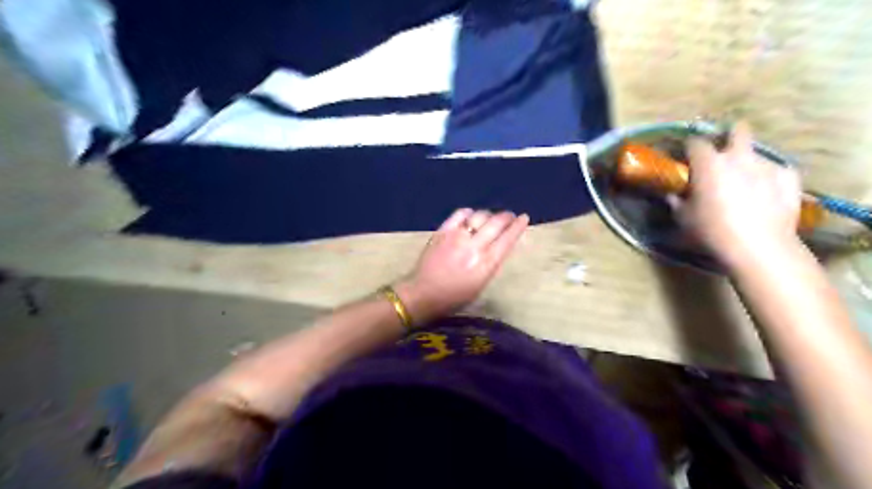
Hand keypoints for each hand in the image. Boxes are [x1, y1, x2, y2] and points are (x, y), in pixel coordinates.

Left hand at [393, 209, 523, 322]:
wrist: (423, 293)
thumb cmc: (455, 297)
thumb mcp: (481, 285)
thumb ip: (492, 263)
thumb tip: (500, 245)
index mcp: (486, 264)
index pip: (507, 239)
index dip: (518, 226)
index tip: (524, 218)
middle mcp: (474, 247)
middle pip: (496, 223)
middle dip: (507, 217)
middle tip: (510, 216)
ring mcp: (457, 236)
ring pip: (480, 216)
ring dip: (489, 215)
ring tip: (491, 218)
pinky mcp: (443, 231)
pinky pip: (460, 214)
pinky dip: (469, 213)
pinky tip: (471, 216)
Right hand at [674, 120, 802, 266]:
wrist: (758, 246)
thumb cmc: (711, 230)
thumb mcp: (683, 217)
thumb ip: (676, 200)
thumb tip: (672, 194)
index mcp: (709, 164)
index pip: (695, 142)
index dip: (689, 148)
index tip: (686, 157)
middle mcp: (738, 157)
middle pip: (737, 130)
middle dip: (730, 135)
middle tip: (723, 151)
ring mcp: (767, 165)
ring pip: (756, 153)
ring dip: (747, 162)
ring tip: (744, 183)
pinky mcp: (790, 178)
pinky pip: (777, 171)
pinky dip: (769, 178)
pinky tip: (766, 193)